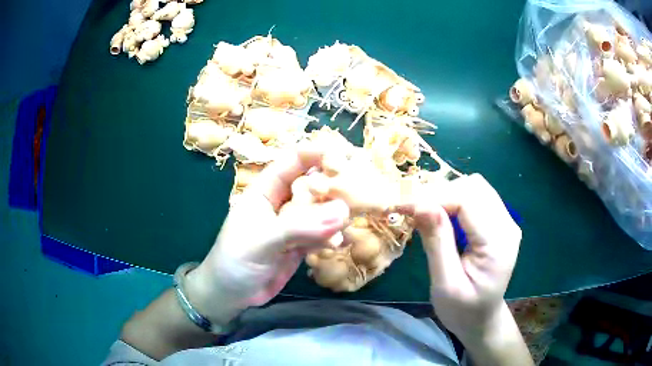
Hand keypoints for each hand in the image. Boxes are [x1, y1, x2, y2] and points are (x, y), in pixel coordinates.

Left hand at [185, 145, 349, 322]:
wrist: (230, 295)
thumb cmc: (235, 261)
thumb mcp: (262, 240)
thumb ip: (300, 227)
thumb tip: (342, 211)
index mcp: (265, 191)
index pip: (292, 162)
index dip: (315, 154)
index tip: (343, 154)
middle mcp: (281, 204)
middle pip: (312, 185)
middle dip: (333, 185)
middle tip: (358, 188)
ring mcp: (292, 226)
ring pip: (320, 211)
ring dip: (335, 215)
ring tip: (348, 222)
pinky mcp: (299, 246)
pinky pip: (321, 235)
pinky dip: (331, 238)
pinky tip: (337, 245)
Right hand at [397, 174, 521, 339]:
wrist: (481, 319)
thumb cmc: (462, 310)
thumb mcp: (445, 284)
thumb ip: (436, 243)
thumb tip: (420, 204)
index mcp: (498, 243)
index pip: (468, 201)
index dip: (434, 197)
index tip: (403, 207)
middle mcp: (508, 225)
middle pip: (474, 187)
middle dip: (439, 193)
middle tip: (411, 211)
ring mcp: (506, 221)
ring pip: (475, 187)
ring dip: (446, 194)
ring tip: (424, 212)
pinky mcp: (499, 222)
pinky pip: (476, 197)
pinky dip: (454, 199)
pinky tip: (440, 215)